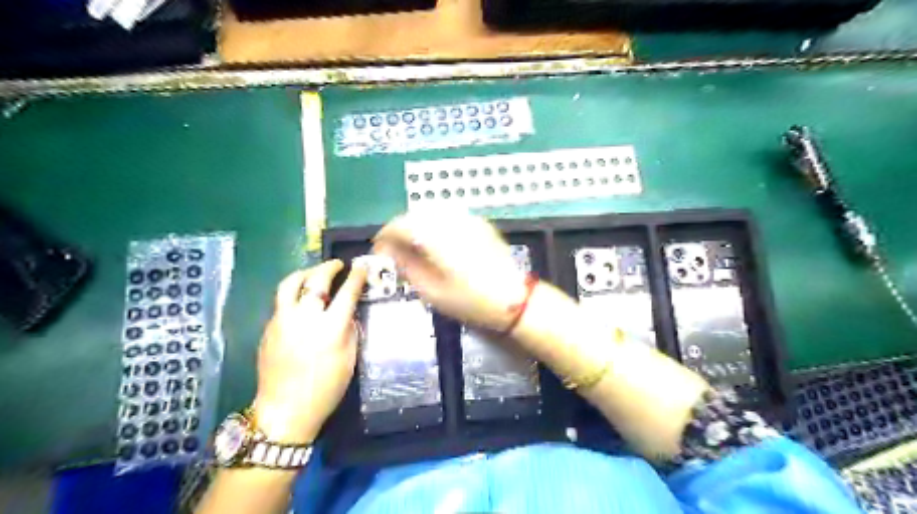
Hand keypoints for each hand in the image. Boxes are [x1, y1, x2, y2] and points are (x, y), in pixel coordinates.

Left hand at [251, 259, 367, 442]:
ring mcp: (282, 321)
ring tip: (315, 273)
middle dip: (329, 267)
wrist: (285, 410)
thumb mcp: (349, 359)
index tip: (361, 267)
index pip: (346, 292)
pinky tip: (302, 301)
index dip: (356, 277)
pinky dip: (294, 293)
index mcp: (330, 328)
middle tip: (338, 265)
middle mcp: (305, 318)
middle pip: (317, 280)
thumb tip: (348, 312)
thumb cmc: (325, 389)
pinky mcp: (269, 327)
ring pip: (290, 284)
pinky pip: (282, 301)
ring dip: (306, 273)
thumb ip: (350, 330)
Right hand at [372, 210, 526, 330]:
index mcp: (437, 238)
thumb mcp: (432, 291)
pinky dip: (434, 224)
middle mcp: (451, 222)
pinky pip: (449, 215)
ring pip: (432, 212)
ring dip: (416, 225)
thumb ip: (406, 266)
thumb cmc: (471, 301)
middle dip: (400, 229)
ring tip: (412, 246)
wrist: (514, 299)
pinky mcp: (479, 224)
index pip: (401, 225)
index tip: (379, 250)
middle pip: (415, 214)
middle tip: (394, 250)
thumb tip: (388, 251)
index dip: (385, 236)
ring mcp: (468, 220)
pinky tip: (435, 241)